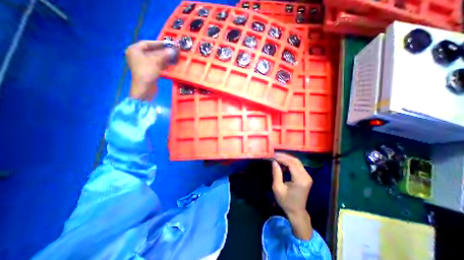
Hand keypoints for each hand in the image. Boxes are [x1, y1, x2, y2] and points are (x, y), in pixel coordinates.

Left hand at [125, 40, 175, 98]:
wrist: (144, 89)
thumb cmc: (147, 72)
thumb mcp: (156, 62)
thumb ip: (164, 55)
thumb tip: (173, 50)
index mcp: (134, 50)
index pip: (147, 43)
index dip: (158, 43)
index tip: (168, 44)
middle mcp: (137, 56)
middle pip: (151, 51)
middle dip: (162, 52)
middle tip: (172, 51)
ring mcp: (142, 64)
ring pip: (154, 59)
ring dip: (163, 58)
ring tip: (173, 58)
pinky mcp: (147, 71)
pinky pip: (155, 65)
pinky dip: (162, 64)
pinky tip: (169, 65)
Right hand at [273, 153, 313, 239]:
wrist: (297, 212)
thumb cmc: (286, 201)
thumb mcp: (277, 188)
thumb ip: (276, 173)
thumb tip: (274, 161)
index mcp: (300, 180)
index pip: (291, 163)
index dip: (281, 158)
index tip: (272, 156)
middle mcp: (306, 176)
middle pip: (295, 160)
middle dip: (284, 156)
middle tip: (274, 155)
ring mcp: (307, 176)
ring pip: (297, 162)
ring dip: (286, 158)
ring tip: (277, 158)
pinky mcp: (306, 176)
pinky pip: (297, 165)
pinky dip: (289, 162)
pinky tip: (282, 163)